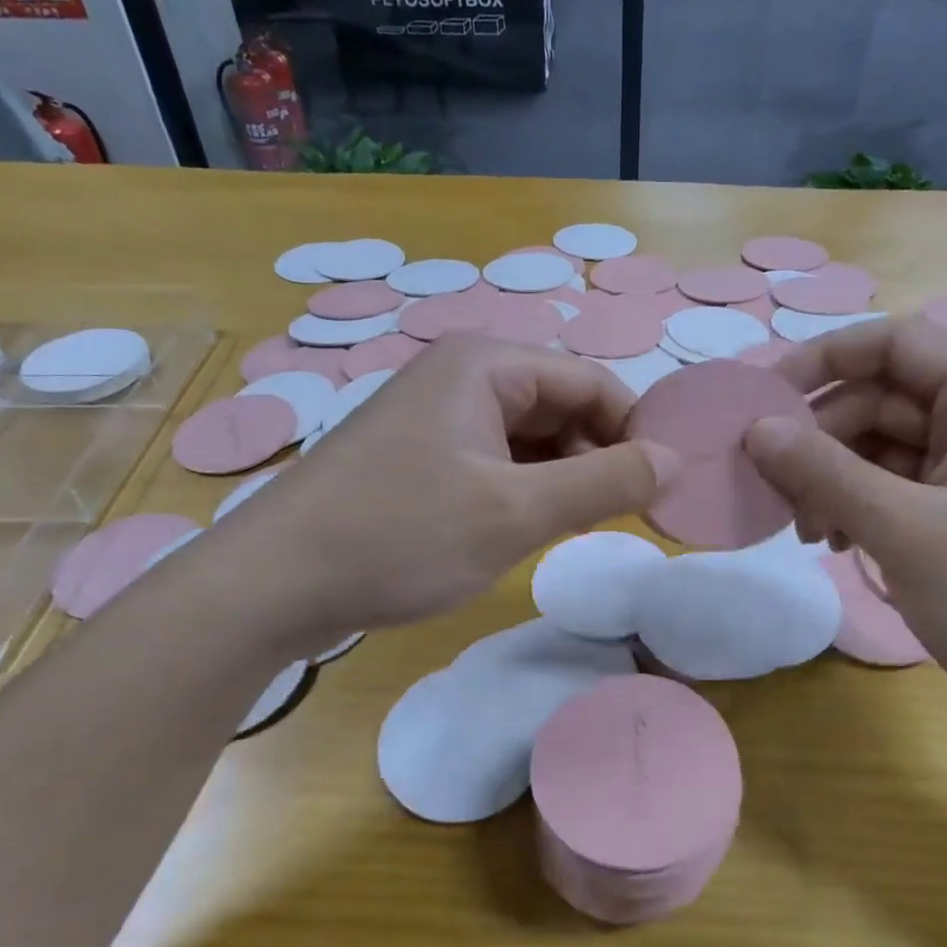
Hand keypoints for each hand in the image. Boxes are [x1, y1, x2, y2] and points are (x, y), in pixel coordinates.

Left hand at [230, 335, 675, 638]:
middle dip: (594, 458)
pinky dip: (520, 489)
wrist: (273, 582)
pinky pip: (493, 458)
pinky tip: (521, 528)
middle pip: (559, 405)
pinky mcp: (418, 453)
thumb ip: (604, 483)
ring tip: (568, 530)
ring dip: (559, 478)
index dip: (634, 433)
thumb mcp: (516, 514)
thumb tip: (674, 461)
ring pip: (527, 436)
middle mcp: (461, 374)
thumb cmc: (401, 537)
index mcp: (487, 364)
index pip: (592, 382)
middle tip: (613, 520)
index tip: (660, 491)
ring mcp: (435, 414)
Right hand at [743, 317, 946, 724]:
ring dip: (839, 482)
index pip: (893, 343)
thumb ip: (823, 472)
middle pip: (885, 400)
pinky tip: (843, 545)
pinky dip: (869, 508)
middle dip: (823, 442)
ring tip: (810, 534)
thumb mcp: (904, 530)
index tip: (762, 404)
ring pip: (891, 450)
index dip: (821, 361)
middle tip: (776, 493)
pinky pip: (910, 489)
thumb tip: (756, 429)